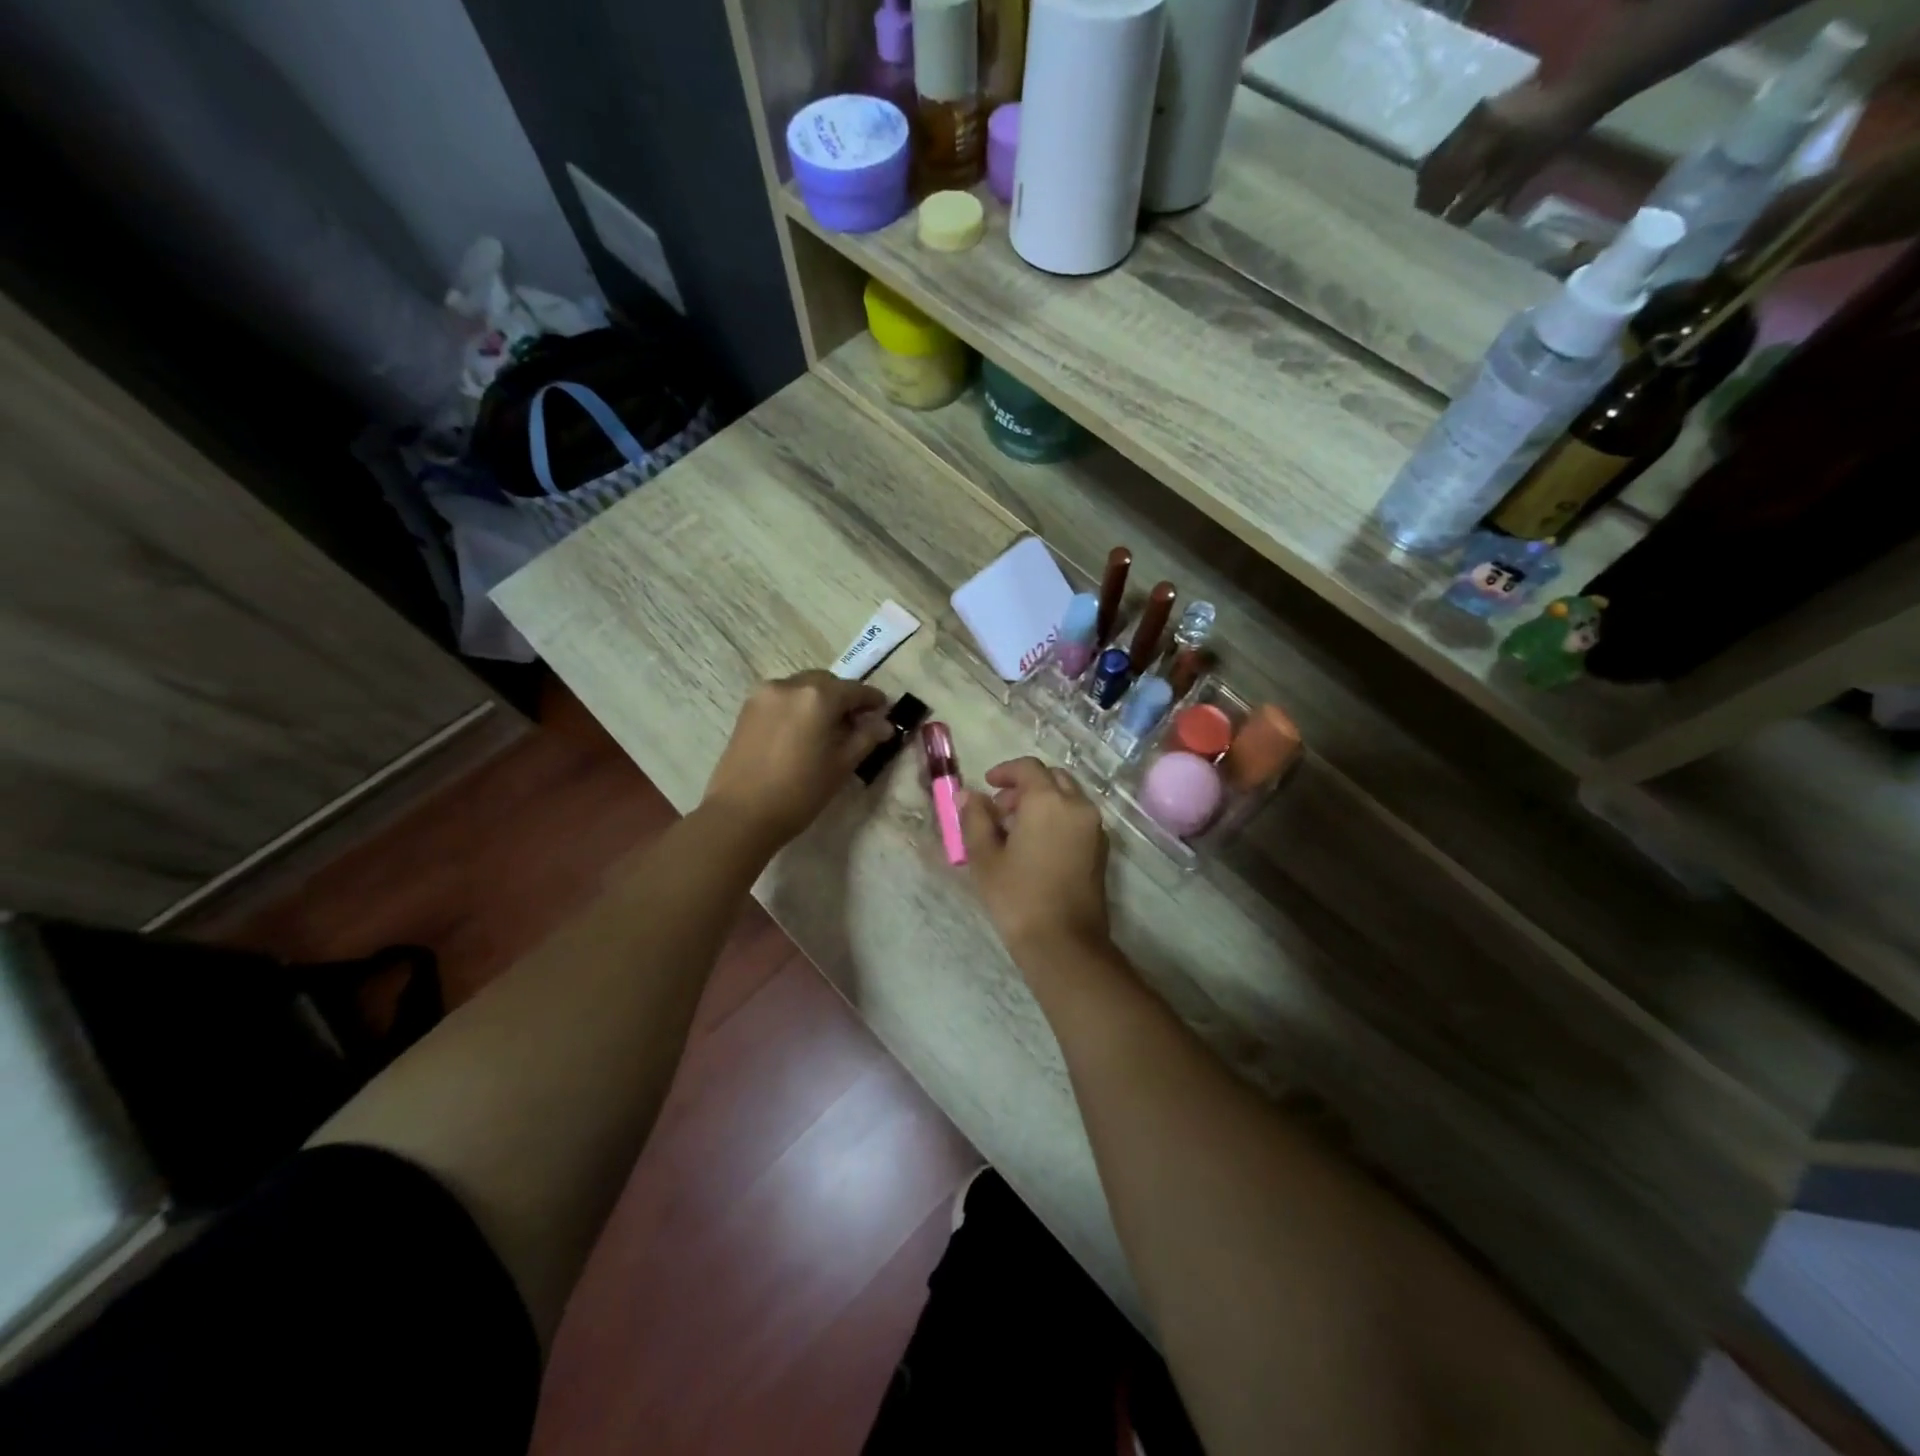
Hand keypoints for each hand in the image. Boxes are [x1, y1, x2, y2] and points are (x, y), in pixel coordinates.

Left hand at [702, 671, 892, 850]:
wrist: (740, 814)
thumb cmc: (800, 792)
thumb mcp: (841, 765)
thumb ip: (865, 738)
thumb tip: (884, 724)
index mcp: (818, 696)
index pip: (854, 690)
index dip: (872, 700)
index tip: (884, 710)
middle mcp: (790, 685)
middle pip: (826, 682)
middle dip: (844, 697)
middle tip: (856, 722)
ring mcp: (764, 694)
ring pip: (802, 688)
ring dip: (819, 700)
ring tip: (827, 728)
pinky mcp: (747, 709)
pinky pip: (782, 698)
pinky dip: (797, 706)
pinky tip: (802, 731)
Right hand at [961, 757, 1110, 966]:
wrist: (1064, 943)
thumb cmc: (1018, 897)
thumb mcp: (985, 857)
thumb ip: (975, 819)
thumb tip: (968, 796)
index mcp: (1048, 801)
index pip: (1028, 768)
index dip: (1005, 771)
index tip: (987, 786)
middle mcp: (1077, 806)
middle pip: (1052, 779)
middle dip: (1025, 786)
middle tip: (1000, 808)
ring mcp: (1094, 828)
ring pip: (1068, 798)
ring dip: (1042, 802)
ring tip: (1015, 830)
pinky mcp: (1101, 849)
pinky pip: (1077, 818)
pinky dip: (1057, 818)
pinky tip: (1036, 845)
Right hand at [1415, 82, 1591, 225]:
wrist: (1577, 91)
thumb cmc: (1550, 136)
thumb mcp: (1517, 172)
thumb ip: (1482, 197)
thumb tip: (1452, 222)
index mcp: (1479, 138)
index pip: (1443, 177)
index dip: (1432, 202)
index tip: (1427, 222)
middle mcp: (1470, 125)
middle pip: (1434, 164)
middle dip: (1428, 191)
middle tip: (1427, 214)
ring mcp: (1474, 117)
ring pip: (1440, 155)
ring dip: (1435, 179)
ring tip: (1436, 200)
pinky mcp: (1480, 114)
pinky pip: (1451, 145)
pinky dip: (1446, 165)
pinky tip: (1451, 180)